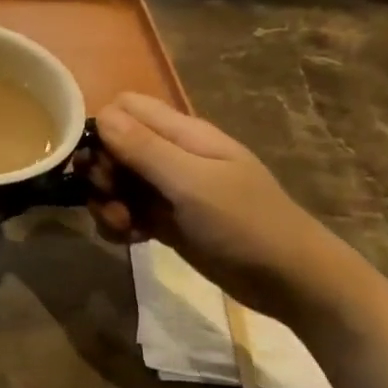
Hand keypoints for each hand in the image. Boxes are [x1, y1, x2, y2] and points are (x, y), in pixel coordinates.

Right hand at [88, 93, 359, 322]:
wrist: (289, 279)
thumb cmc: (245, 222)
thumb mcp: (191, 183)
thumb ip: (144, 149)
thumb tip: (101, 115)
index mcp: (183, 134)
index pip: (125, 108)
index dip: (102, 129)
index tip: (98, 161)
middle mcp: (171, 155)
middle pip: (114, 146)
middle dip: (102, 173)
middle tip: (111, 197)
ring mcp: (168, 189)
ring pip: (116, 182)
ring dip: (107, 203)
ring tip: (123, 225)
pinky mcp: (165, 220)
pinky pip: (126, 211)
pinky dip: (119, 224)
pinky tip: (131, 240)